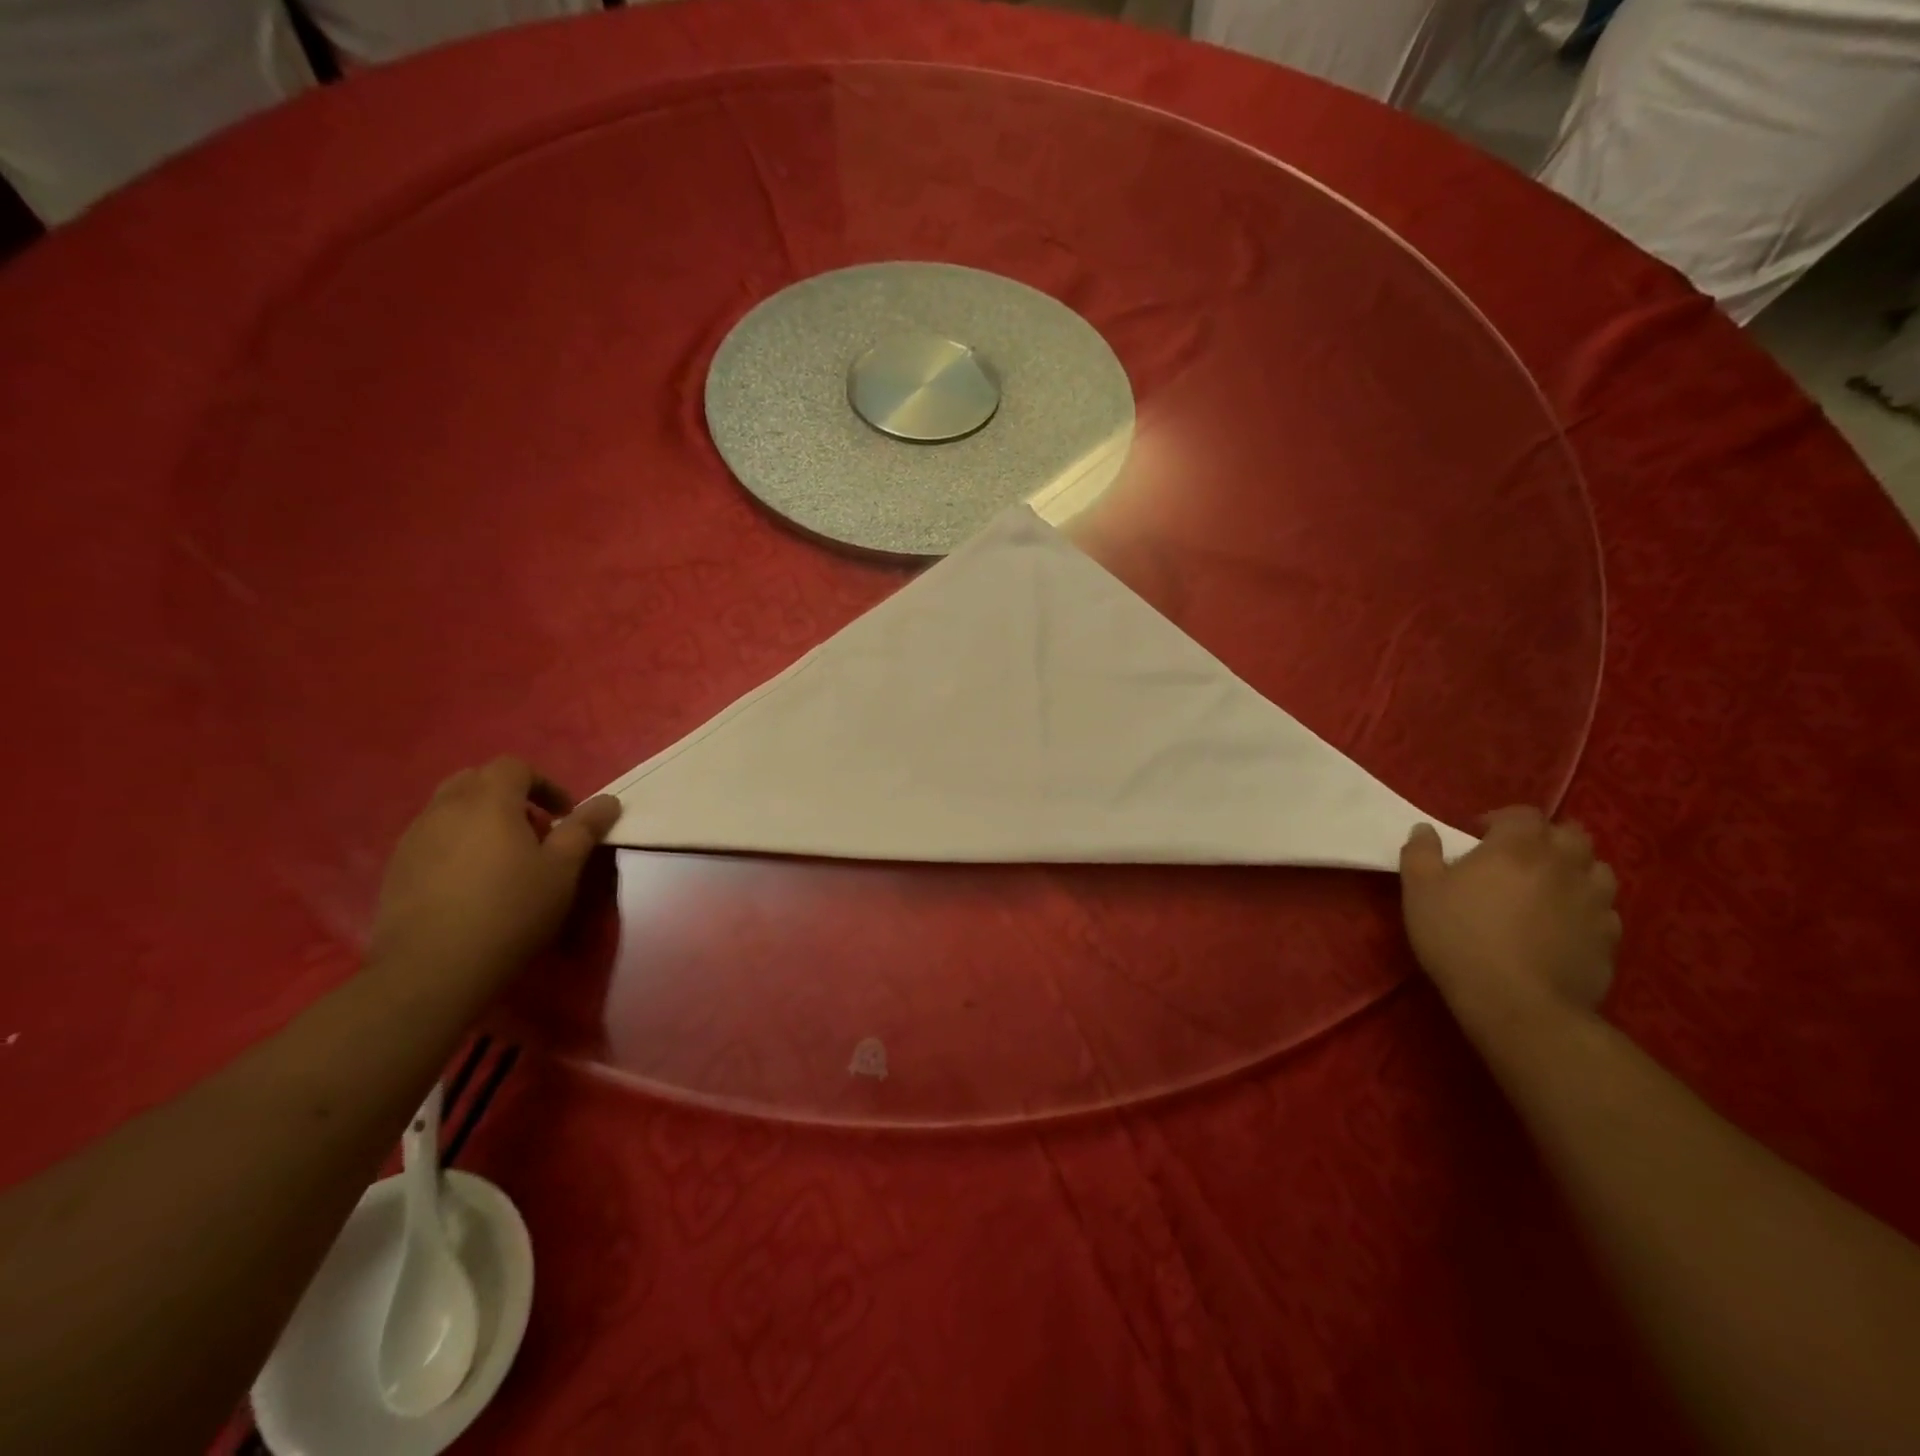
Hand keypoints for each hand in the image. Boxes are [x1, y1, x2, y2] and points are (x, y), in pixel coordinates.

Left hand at [369, 757, 622, 990]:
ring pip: (449, 808)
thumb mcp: (562, 870)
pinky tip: (471, 882)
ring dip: (480, 818)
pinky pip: (431, 837)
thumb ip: (584, 829)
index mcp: (488, 802)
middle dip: (508, 795)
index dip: (544, 783)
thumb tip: (609, 801)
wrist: (432, 969)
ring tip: (503, 857)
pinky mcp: (395, 869)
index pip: (514, 767)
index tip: (563, 814)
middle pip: (476, 779)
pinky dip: (456, 843)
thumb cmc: (510, 911)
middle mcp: (445, 809)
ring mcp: (413, 838)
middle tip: (533, 829)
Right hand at [1399, 807, 1620, 1029]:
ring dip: (1575, 870)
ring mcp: (1594, 902)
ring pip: (1598, 870)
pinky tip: (1564, 924)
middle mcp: (1564, 865)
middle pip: (1571, 834)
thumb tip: (1425, 829)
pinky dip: (1587, 907)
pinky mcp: (1609, 938)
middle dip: (1546, 838)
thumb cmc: (1459, 937)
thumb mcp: (1419, 891)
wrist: (1517, 1003)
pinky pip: (1605, 910)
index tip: (1478, 836)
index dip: (1501, 819)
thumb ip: (1421, 852)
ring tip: (1547, 887)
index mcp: (1518, 847)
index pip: (1523, 814)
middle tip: (1517, 858)